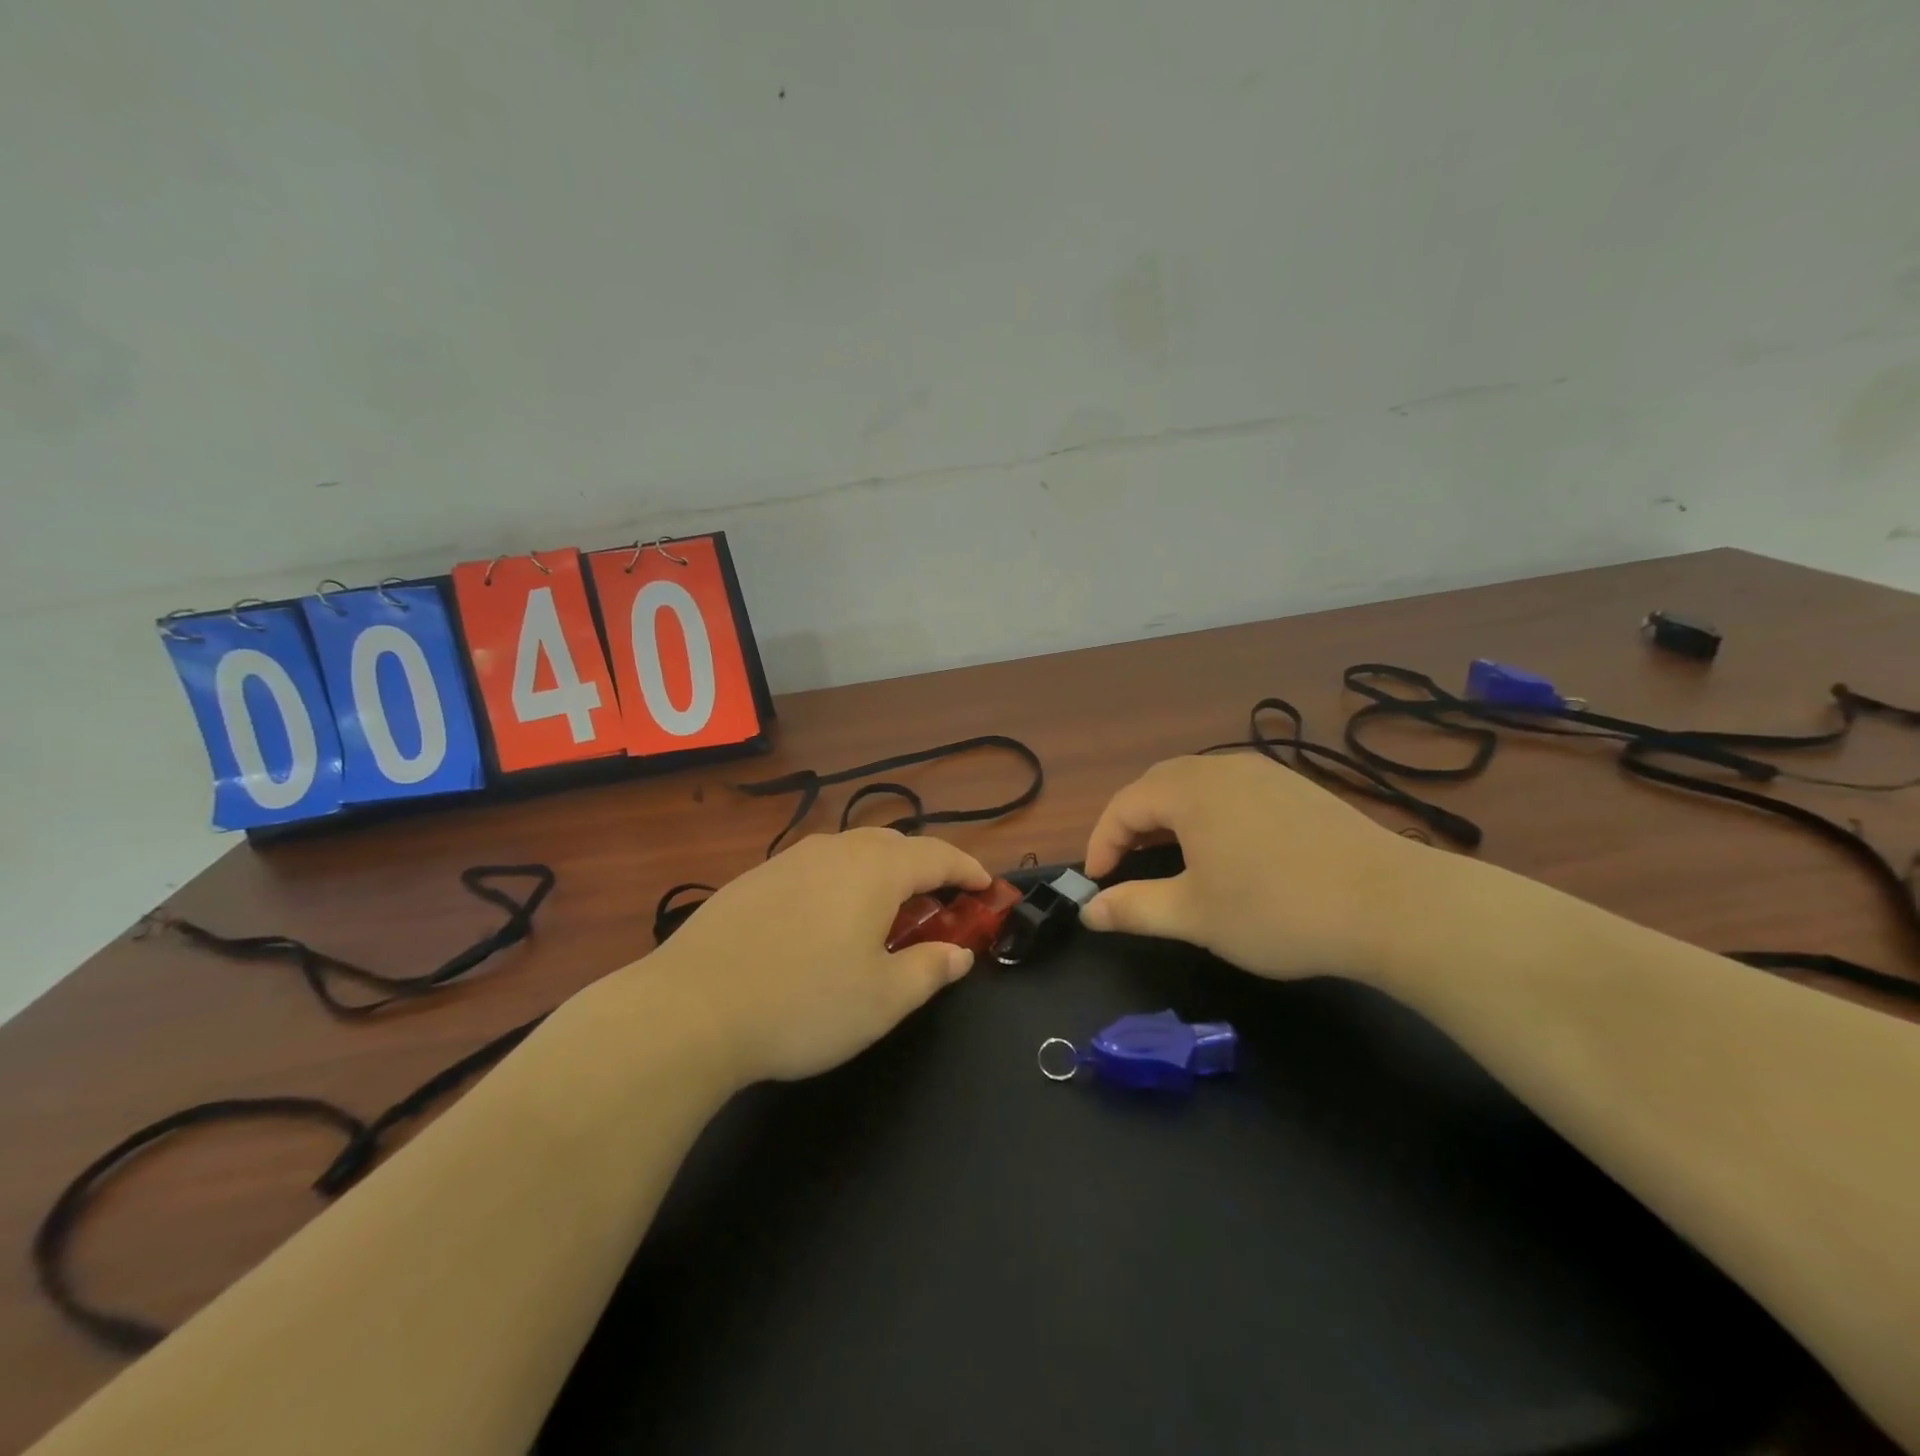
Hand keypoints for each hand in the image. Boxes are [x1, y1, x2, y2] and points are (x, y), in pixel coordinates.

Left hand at [645, 829, 991, 1084]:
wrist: (689, 1009)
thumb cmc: (804, 1004)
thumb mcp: (884, 999)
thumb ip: (930, 970)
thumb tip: (958, 954)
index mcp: (875, 869)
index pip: (937, 855)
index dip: (968, 870)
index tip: (987, 888)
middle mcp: (834, 851)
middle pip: (894, 845)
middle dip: (924, 869)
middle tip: (937, 906)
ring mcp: (788, 861)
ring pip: (850, 853)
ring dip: (880, 875)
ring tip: (882, 914)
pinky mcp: (753, 879)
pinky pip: (815, 868)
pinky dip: (840, 884)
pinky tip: (824, 924)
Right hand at [1081, 753, 1432, 982]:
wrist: (1392, 905)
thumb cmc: (1276, 910)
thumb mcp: (1194, 916)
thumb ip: (1134, 908)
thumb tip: (1088, 911)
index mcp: (1189, 791)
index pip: (1124, 805)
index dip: (1101, 842)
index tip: (1097, 882)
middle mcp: (1223, 769)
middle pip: (1158, 784)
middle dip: (1133, 822)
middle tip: (1126, 863)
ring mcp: (1266, 774)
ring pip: (1198, 784)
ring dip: (1171, 815)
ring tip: (1170, 855)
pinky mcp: (1298, 789)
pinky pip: (1234, 790)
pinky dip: (1210, 813)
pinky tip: (1228, 848)